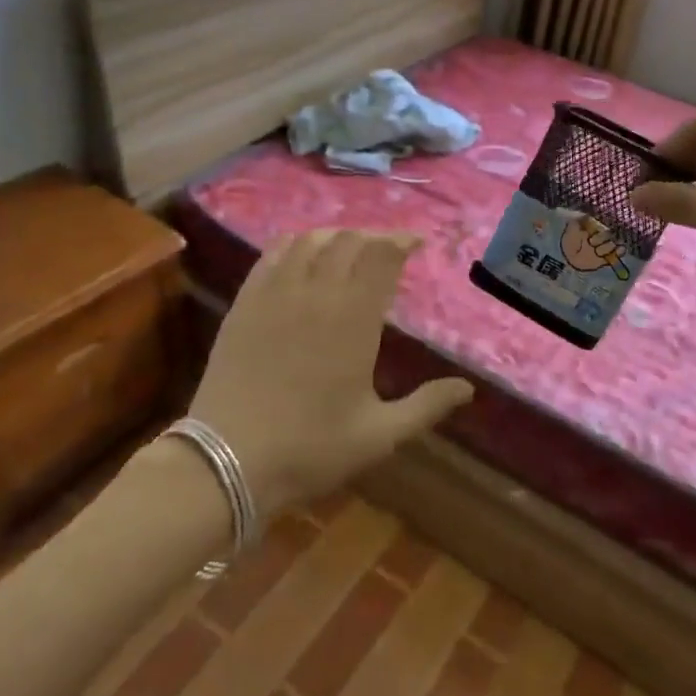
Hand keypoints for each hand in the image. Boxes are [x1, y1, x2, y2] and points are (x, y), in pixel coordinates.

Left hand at [188, 230, 475, 510]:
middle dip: (375, 237)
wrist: (227, 459)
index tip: (417, 243)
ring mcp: (276, 292)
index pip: (383, 255)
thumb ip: (426, 406)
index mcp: (354, 318)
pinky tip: (302, 254)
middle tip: (387, 251)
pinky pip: (274, 253)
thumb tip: (468, 389)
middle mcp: (317, 292)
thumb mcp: (379, 435)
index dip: (403, 240)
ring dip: (337, 236)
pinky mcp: (246, 300)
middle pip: (350, 240)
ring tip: (349, 248)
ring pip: (311, 240)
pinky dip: (296, 243)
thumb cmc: (310, 448)